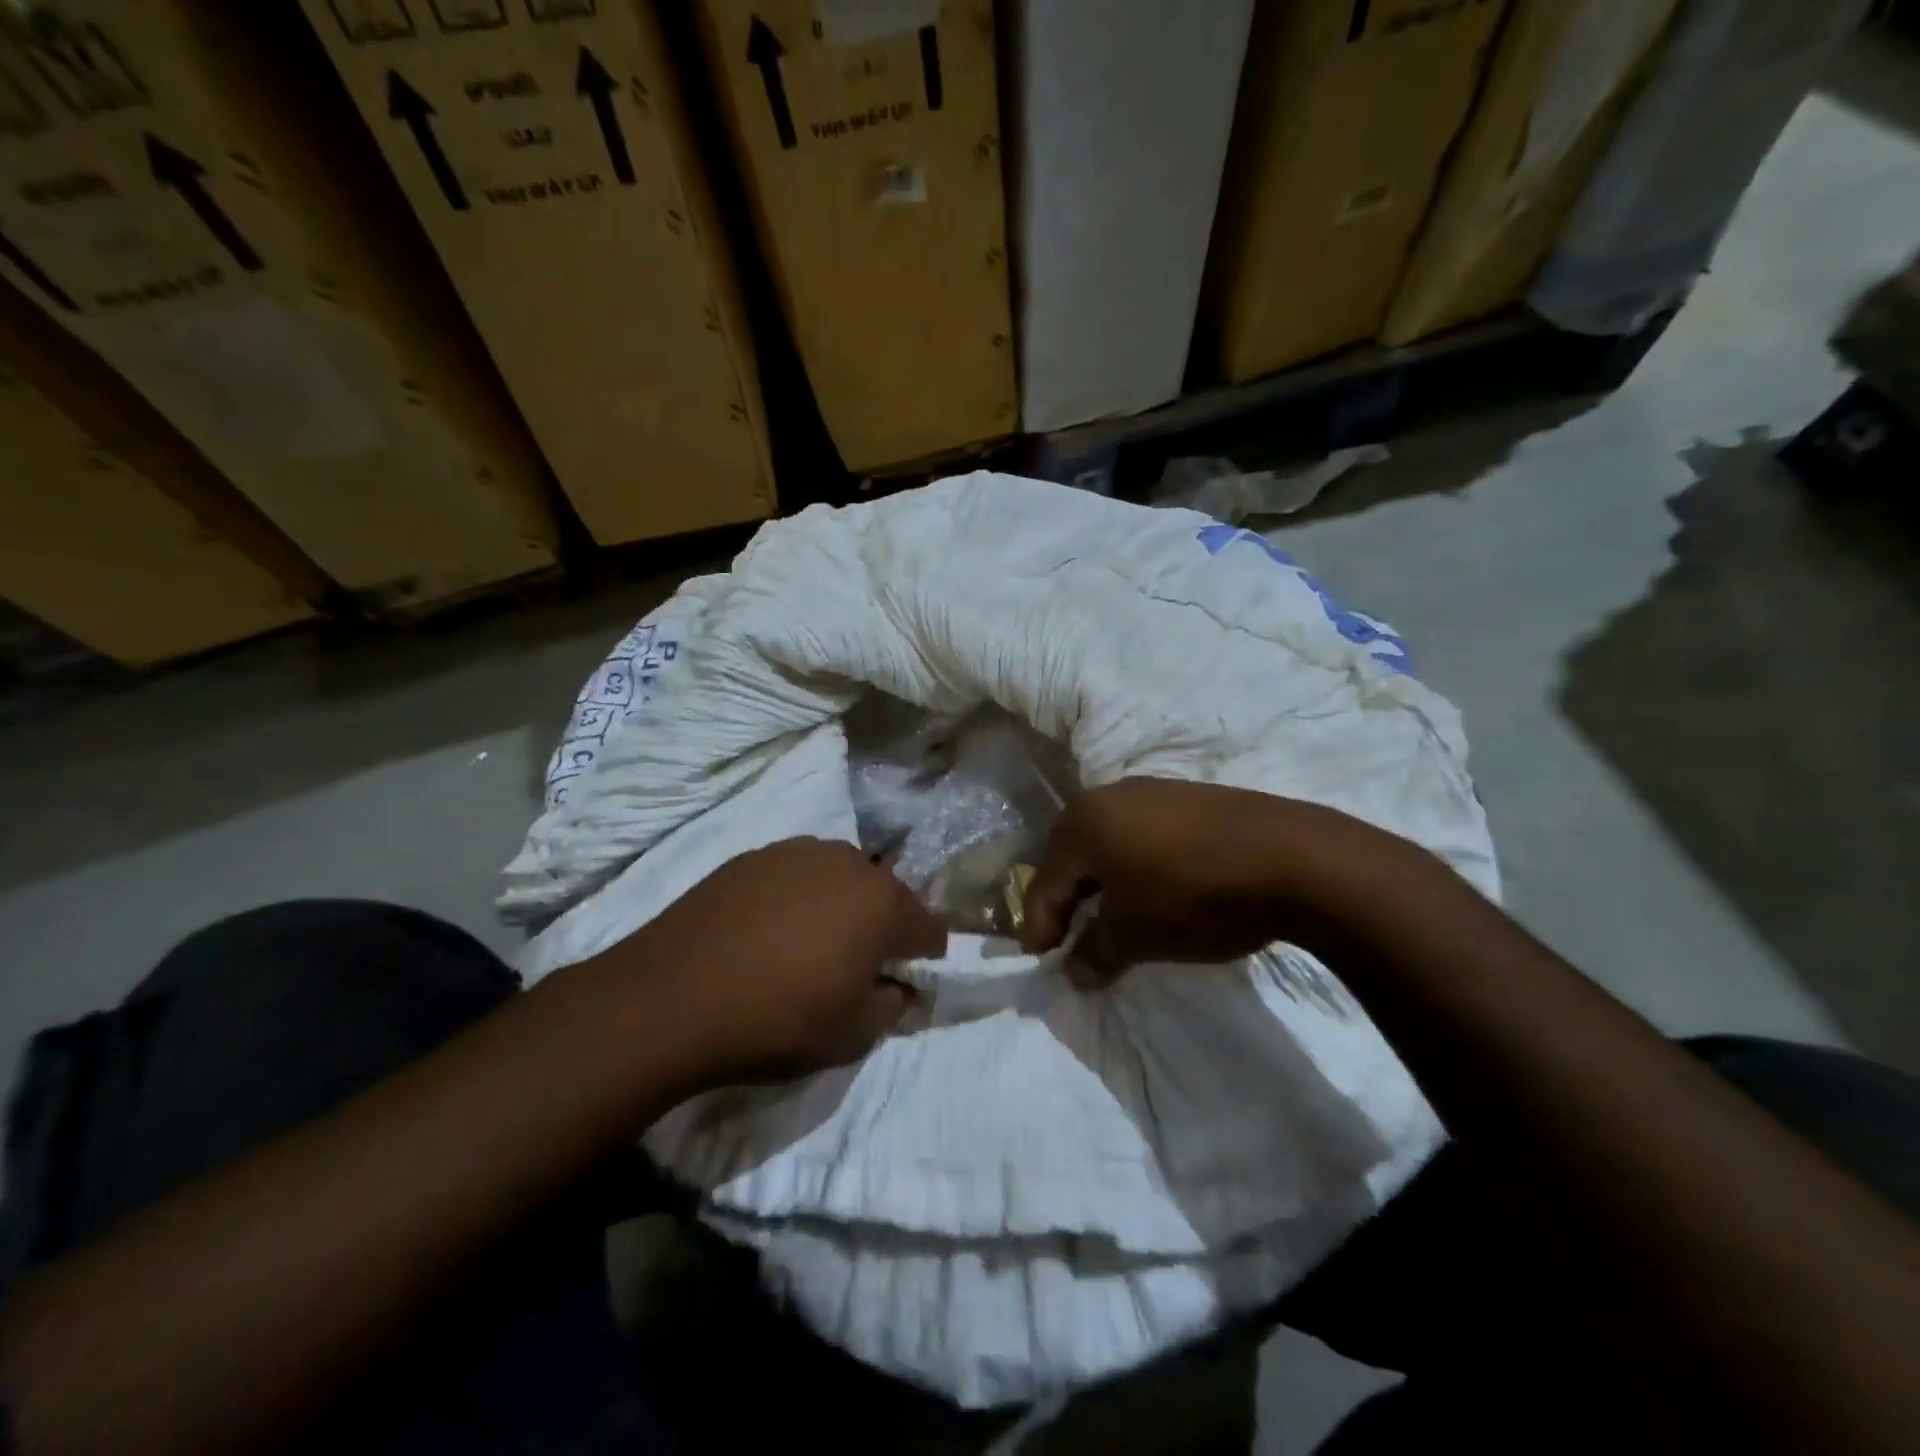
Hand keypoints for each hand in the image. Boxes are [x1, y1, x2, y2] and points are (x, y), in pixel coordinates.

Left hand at [609, 839, 946, 1084]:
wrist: (672, 997)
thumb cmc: (778, 1019)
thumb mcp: (852, 1035)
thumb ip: (894, 1008)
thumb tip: (905, 991)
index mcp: (884, 903)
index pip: (930, 926)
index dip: (924, 957)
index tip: (905, 981)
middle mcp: (850, 862)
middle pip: (886, 895)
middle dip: (882, 927)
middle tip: (855, 965)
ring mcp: (798, 851)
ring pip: (840, 877)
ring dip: (840, 905)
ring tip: (808, 944)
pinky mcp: (755, 855)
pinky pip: (796, 873)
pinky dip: (797, 896)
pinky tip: (768, 930)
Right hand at [1021, 780, 1410, 987]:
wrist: (1292, 858)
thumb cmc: (1191, 896)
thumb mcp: (1134, 936)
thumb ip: (1094, 954)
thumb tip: (1075, 970)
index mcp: (1081, 822)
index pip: (1044, 882)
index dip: (1039, 926)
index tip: (1041, 960)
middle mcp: (1108, 796)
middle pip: (1072, 857)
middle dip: (1069, 902)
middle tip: (1071, 940)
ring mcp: (1152, 791)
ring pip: (1109, 844)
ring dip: (1104, 884)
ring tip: (1114, 920)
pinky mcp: (1190, 797)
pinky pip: (1143, 836)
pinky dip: (1137, 867)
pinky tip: (1156, 892)